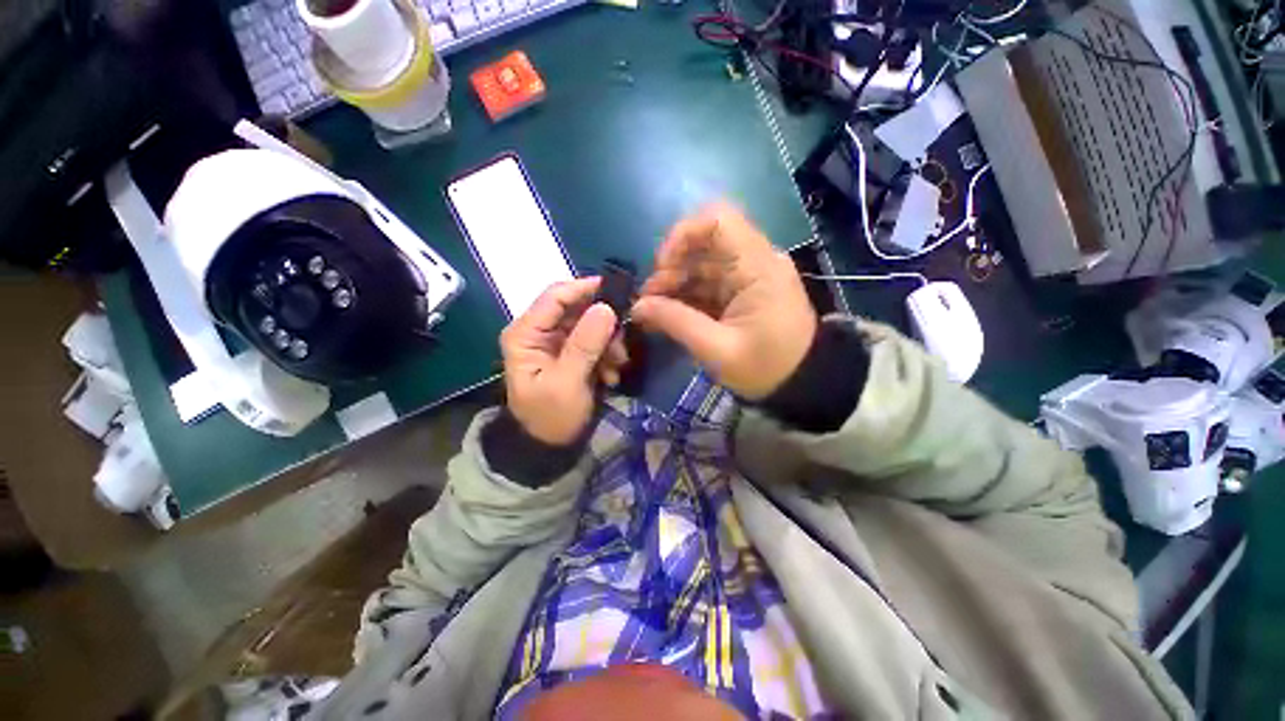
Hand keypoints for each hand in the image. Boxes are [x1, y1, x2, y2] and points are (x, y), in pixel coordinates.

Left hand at [500, 278, 628, 444]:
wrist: (550, 447)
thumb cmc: (551, 417)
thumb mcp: (567, 383)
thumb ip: (584, 345)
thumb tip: (606, 307)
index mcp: (526, 333)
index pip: (555, 296)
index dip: (586, 288)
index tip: (619, 293)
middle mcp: (539, 331)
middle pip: (576, 309)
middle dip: (603, 324)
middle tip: (622, 343)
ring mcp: (556, 342)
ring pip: (590, 325)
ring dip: (608, 343)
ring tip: (617, 366)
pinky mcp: (571, 353)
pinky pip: (595, 342)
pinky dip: (607, 354)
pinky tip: (611, 375)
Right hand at [632, 203, 815, 399]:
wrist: (802, 383)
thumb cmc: (767, 367)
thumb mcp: (718, 349)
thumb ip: (677, 323)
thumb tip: (638, 306)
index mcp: (757, 266)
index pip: (718, 220)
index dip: (682, 235)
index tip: (661, 267)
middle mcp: (753, 261)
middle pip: (703, 244)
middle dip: (671, 269)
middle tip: (649, 302)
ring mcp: (747, 276)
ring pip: (701, 265)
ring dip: (674, 285)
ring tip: (653, 313)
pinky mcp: (741, 291)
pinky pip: (707, 283)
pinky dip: (685, 297)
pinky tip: (668, 316)